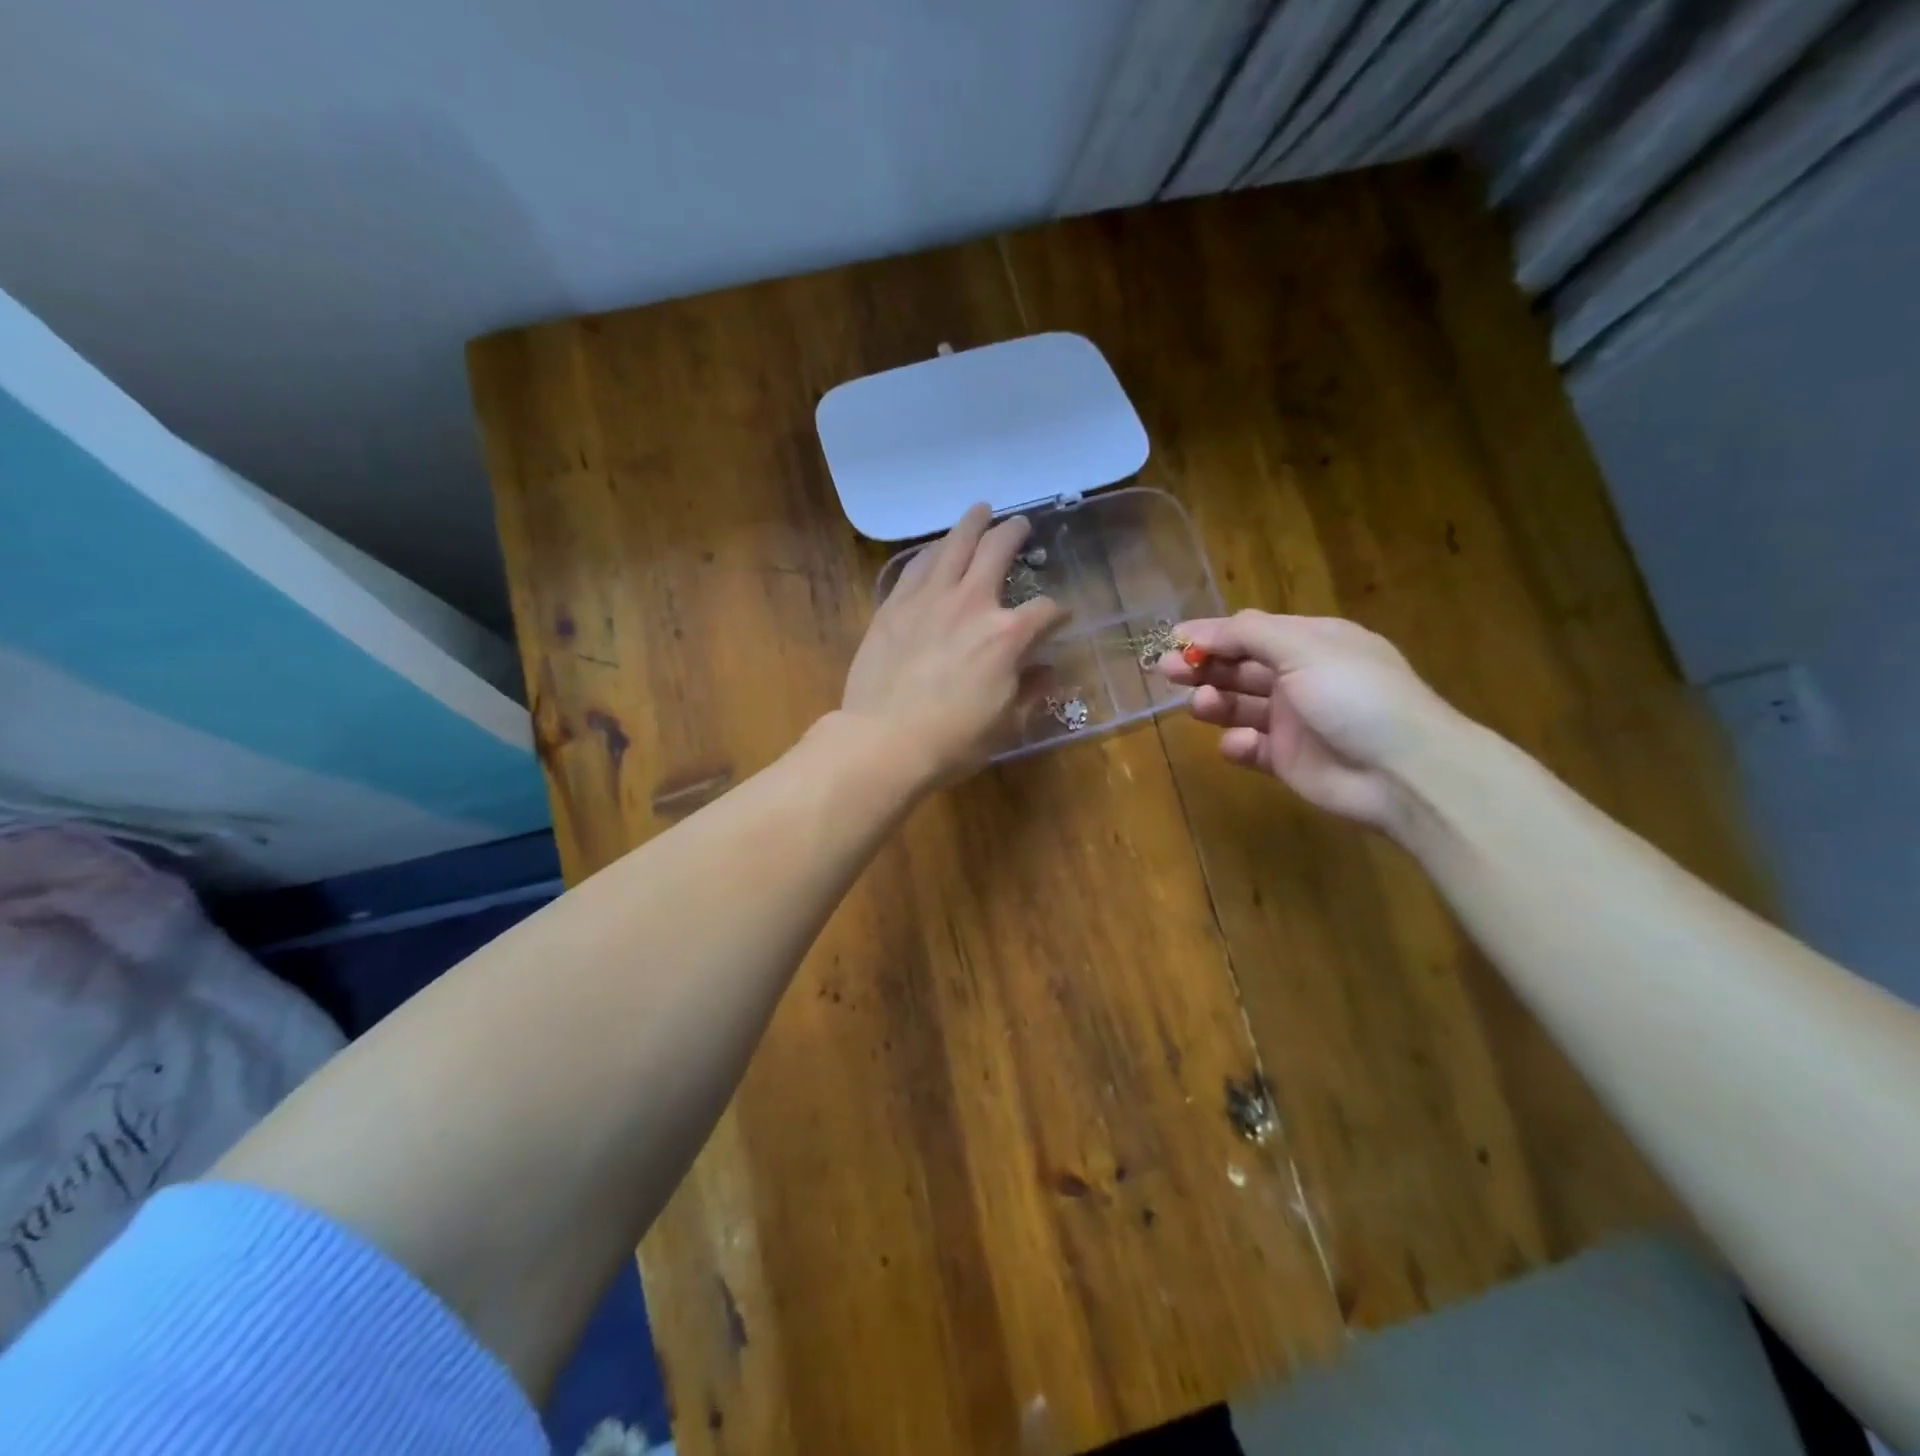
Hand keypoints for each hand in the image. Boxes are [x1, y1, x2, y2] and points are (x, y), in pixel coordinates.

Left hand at [842, 504, 1066, 787]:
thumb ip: (1030, 691)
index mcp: (1008, 635)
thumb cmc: (952, 741)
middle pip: (998, 550)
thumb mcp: (1006, 724)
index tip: (1059, 619)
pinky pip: (916, 565)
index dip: (1058, 613)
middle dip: (1015, 534)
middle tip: (1021, 524)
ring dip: (971, 524)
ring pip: (954, 544)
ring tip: (979, 511)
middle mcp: (972, 603)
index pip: (1045, 611)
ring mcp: (929, 598)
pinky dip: (931, 551)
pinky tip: (935, 549)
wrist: (884, 741)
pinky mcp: (894, 605)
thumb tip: (1047, 671)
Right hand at [1158, 611, 1462, 831]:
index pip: (1251, 632)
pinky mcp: (1287, 759)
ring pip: (1240, 705)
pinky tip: (1236, 744)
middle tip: (1167, 670)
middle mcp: (1301, 677)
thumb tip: (1206, 630)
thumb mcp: (1305, 649)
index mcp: (1312, 643)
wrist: (1403, 772)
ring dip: (1215, 701)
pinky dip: (1237, 744)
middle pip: (1240, 666)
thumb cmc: (1355, 696)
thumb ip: (1251, 636)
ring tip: (1201, 705)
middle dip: (1203, 666)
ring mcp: (1294, 720)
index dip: (1212, 634)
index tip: (1172, 639)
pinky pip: (1251, 747)